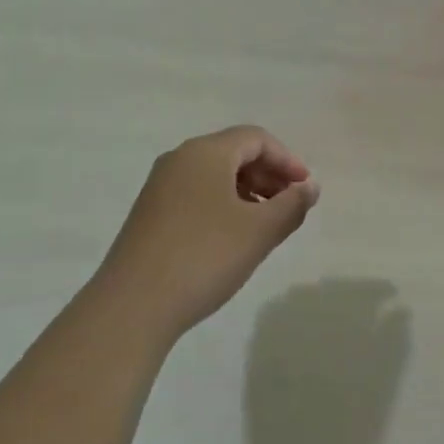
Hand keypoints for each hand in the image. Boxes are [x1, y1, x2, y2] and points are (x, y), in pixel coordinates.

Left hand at [90, 126, 320, 341]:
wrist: (133, 305)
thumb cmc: (204, 257)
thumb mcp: (258, 231)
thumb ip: (291, 205)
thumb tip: (310, 187)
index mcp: (205, 153)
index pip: (255, 138)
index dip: (287, 159)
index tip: (306, 189)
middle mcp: (179, 160)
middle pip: (234, 153)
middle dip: (268, 174)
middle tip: (291, 206)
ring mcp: (159, 187)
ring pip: (214, 176)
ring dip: (248, 191)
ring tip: (267, 224)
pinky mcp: (150, 214)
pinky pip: (196, 195)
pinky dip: (224, 205)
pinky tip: (233, 238)